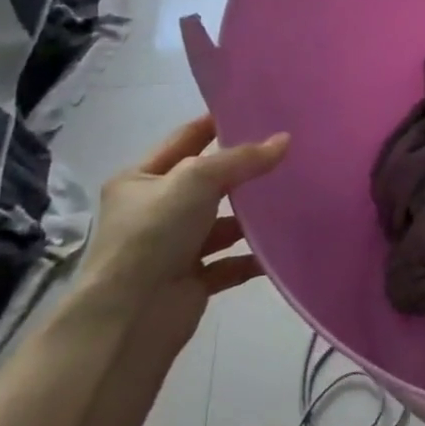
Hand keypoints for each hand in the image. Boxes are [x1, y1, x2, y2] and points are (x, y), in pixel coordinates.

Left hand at [75, 115, 289, 339]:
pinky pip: (231, 262)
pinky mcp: (192, 279)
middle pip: (207, 183)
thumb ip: (242, 159)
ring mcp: (173, 247)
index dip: (216, 123)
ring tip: (294, 197)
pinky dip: (254, 256)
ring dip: (252, 216)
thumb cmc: (154, 234)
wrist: (130, 316)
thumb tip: (285, 141)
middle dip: (243, 171)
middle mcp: (154, 211)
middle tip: (287, 153)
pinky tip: (282, 246)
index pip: (184, 140)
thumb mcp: (196, 180)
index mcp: (139, 180)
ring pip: (221, 223)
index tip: (255, 110)